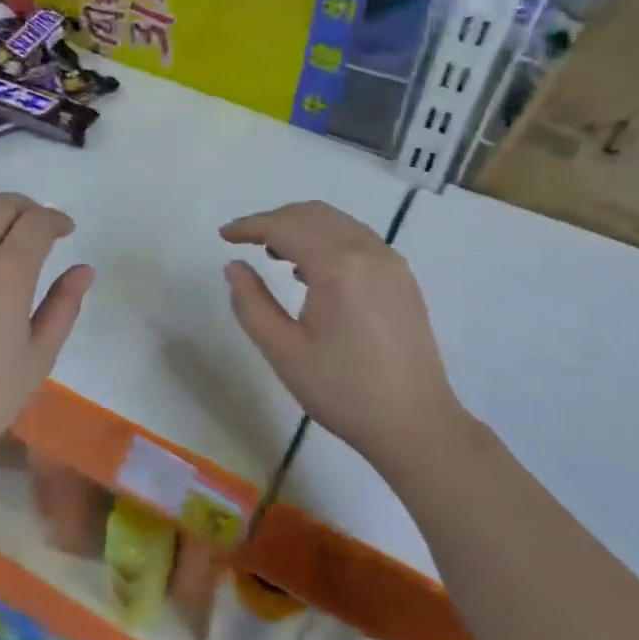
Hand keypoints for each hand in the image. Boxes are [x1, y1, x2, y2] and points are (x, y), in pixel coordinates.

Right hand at [222, 201, 466, 470]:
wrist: (415, 424)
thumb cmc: (343, 392)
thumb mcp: (284, 352)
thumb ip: (251, 304)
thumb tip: (234, 266)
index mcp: (339, 267)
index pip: (286, 227)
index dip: (250, 226)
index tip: (223, 235)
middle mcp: (369, 252)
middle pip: (314, 215)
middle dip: (274, 220)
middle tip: (243, 240)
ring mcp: (392, 263)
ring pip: (338, 223)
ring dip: (301, 227)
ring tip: (271, 252)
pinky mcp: (403, 279)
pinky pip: (358, 240)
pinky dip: (327, 239)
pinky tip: (310, 270)